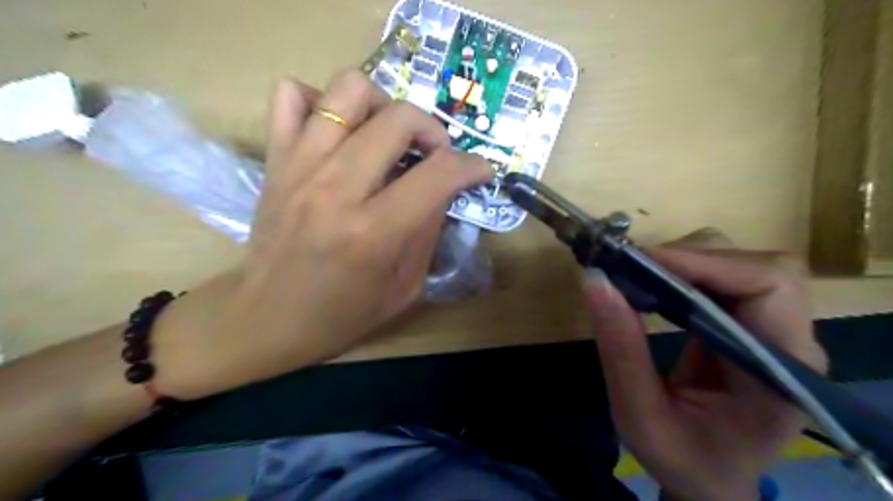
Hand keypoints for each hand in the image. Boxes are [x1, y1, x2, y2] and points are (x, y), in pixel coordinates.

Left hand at [151, 71, 490, 398]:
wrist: (266, 319)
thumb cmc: (341, 315)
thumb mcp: (405, 288)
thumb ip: (429, 232)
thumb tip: (444, 189)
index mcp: (373, 232)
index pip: (438, 173)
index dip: (471, 165)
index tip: (480, 170)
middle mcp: (336, 188)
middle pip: (399, 118)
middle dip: (433, 130)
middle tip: (435, 155)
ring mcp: (300, 166)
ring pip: (349, 90)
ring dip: (384, 106)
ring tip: (390, 136)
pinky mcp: (275, 159)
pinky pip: (292, 95)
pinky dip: (322, 101)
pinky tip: (340, 132)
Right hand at [584, 231, 826, 500]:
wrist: (711, 477)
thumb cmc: (683, 458)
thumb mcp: (640, 415)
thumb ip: (621, 351)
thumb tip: (596, 280)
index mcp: (781, 374)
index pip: (766, 288)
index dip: (705, 264)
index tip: (641, 264)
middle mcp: (791, 342)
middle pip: (759, 266)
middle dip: (692, 258)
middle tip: (634, 271)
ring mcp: (775, 330)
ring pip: (742, 263)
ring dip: (687, 261)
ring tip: (640, 277)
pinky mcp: (751, 323)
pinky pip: (724, 277)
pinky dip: (684, 270)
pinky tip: (654, 285)